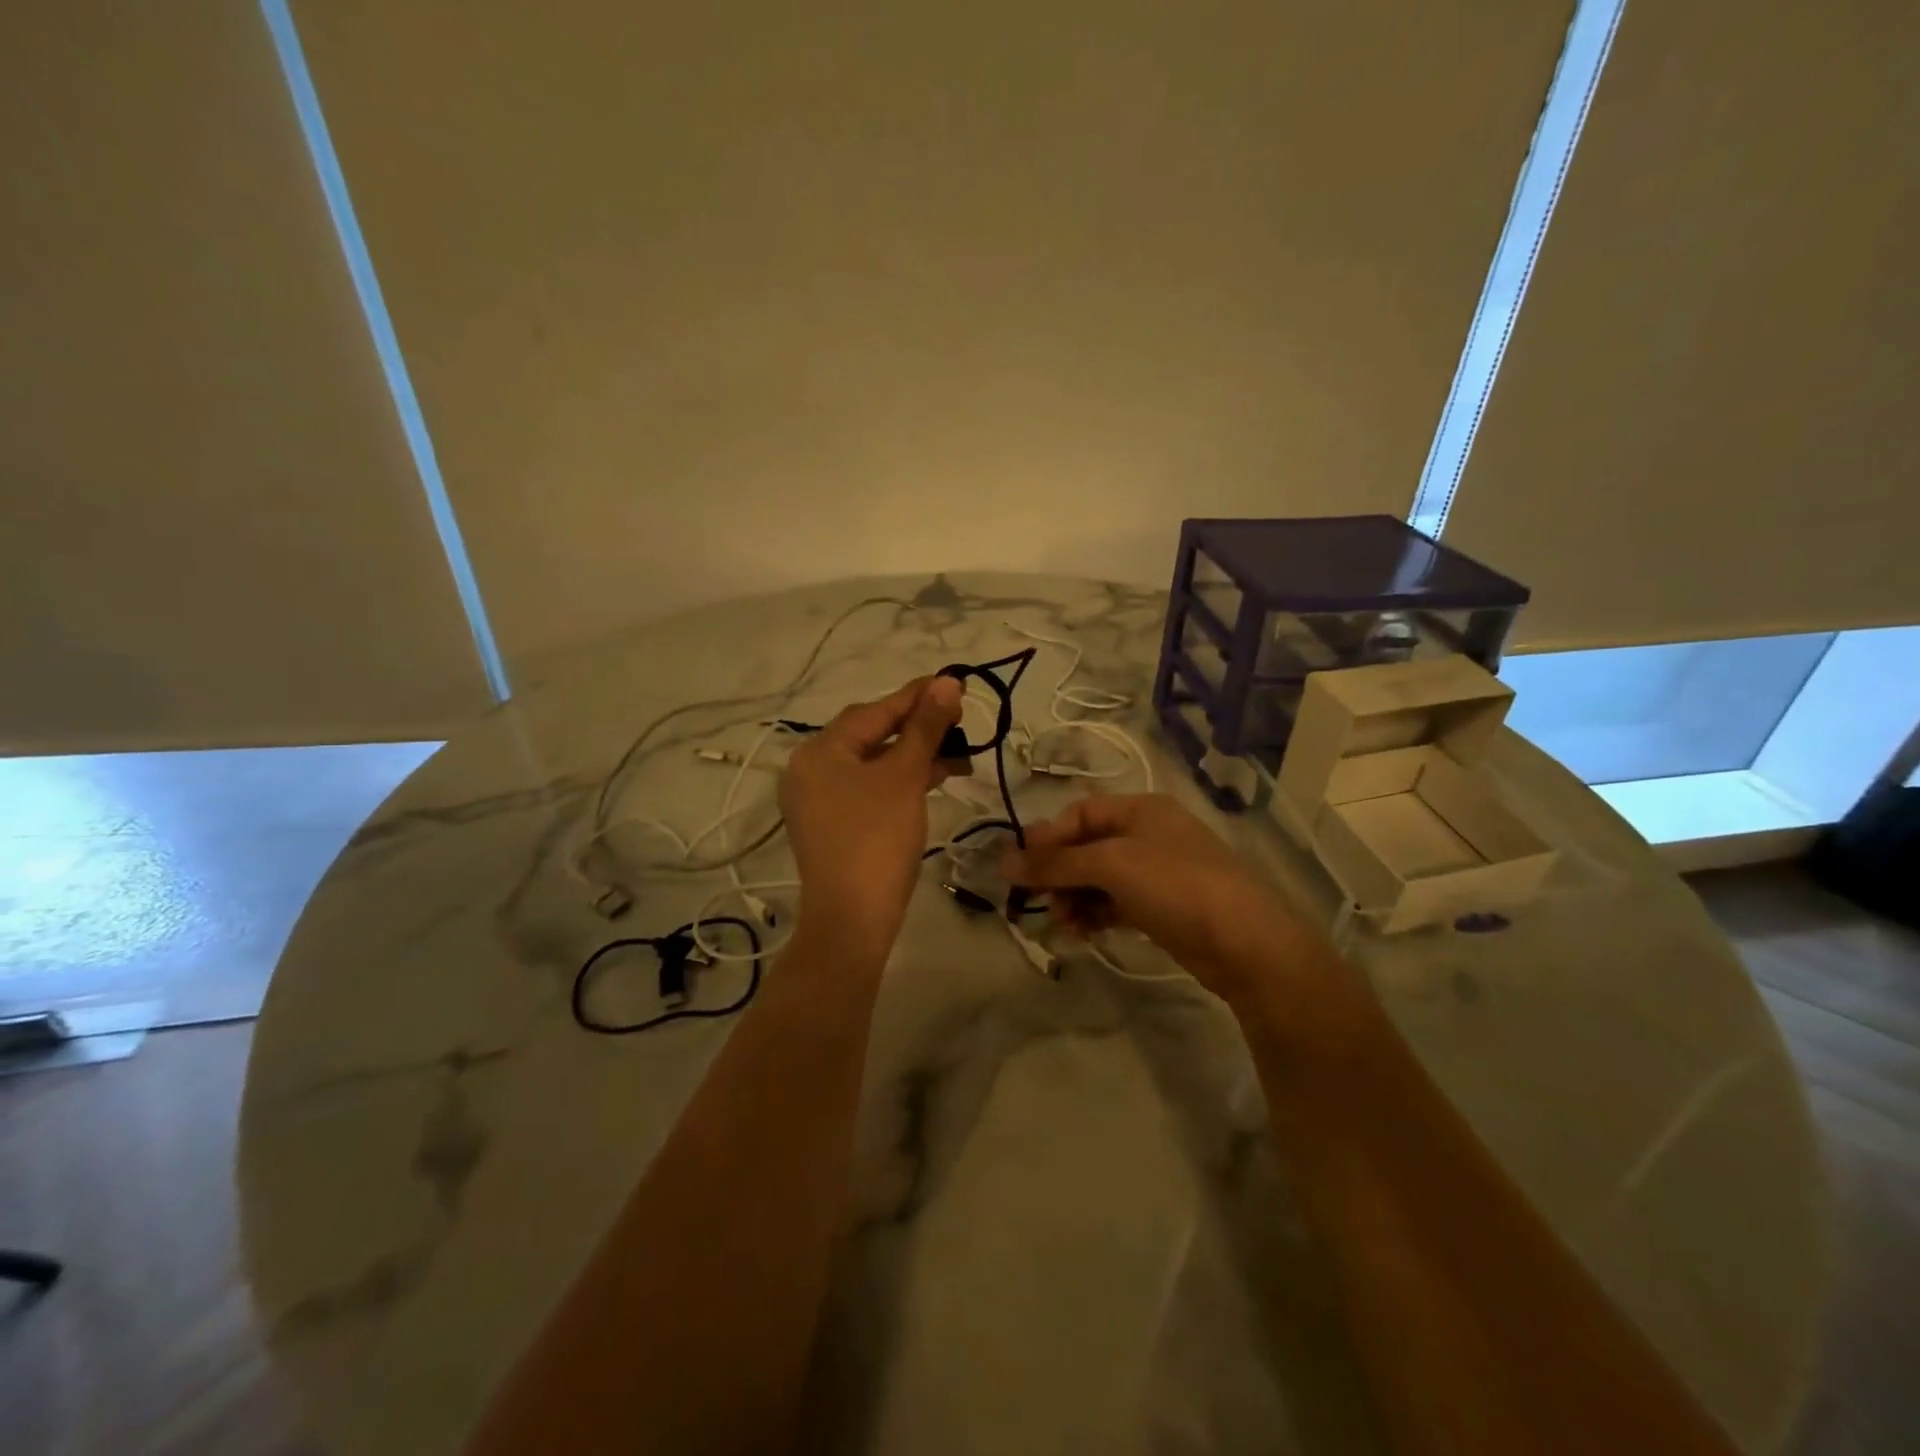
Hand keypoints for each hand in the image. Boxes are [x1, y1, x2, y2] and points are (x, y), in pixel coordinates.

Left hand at [779, 675, 966, 964]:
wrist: (853, 920)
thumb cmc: (877, 839)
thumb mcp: (904, 777)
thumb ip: (925, 727)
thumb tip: (947, 682)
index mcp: (819, 751)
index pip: (874, 711)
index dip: (917, 696)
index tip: (955, 683)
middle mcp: (811, 770)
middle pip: (872, 735)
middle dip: (918, 727)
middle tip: (959, 720)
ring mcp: (820, 800)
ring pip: (874, 764)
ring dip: (915, 756)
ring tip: (958, 753)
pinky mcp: (834, 825)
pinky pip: (870, 789)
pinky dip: (901, 781)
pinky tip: (936, 778)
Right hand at [1001, 793, 1300, 1000]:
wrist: (1244, 942)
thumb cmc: (1175, 885)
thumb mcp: (1111, 865)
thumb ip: (1055, 863)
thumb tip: (1003, 862)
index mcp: (1140, 810)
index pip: (1080, 814)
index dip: (1047, 838)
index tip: (1020, 868)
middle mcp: (1147, 835)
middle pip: (1087, 847)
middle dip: (1059, 873)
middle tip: (1040, 903)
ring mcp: (1157, 872)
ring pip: (1099, 879)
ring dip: (1074, 897)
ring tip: (1064, 923)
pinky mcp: (1162, 908)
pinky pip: (1115, 904)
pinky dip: (1095, 914)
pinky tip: (1083, 933)